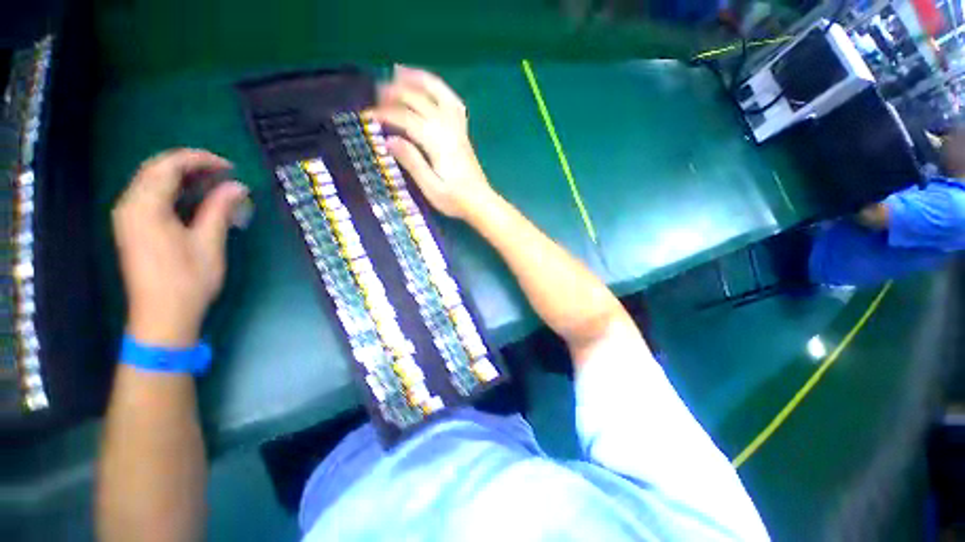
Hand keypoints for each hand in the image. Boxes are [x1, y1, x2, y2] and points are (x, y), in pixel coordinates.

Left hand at [112, 149, 248, 347]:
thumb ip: (219, 209)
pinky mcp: (133, 228)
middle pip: (157, 169)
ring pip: (152, 181)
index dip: (200, 160)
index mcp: (145, 207)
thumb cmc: (187, 281)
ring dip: (183, 177)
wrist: (162, 316)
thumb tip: (237, 186)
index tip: (229, 167)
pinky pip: (151, 196)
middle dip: (191, 165)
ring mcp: (128, 217)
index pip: (168, 166)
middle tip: (224, 173)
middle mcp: (130, 205)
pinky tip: (195, 198)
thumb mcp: (208, 243)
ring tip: (215, 183)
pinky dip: (174, 191)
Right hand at [372, 65, 494, 219]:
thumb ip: (412, 162)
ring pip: (439, 93)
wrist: (480, 203)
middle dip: (395, 92)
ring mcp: (458, 128)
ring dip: (419, 79)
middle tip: (375, 92)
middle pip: (420, 99)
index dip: (384, 113)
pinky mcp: (463, 132)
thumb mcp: (431, 188)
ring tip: (399, 72)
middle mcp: (448, 129)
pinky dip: (440, 90)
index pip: (407, 118)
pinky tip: (430, 88)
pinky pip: (452, 102)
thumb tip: (389, 140)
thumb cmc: (455, 200)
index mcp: (438, 143)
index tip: (366, 115)